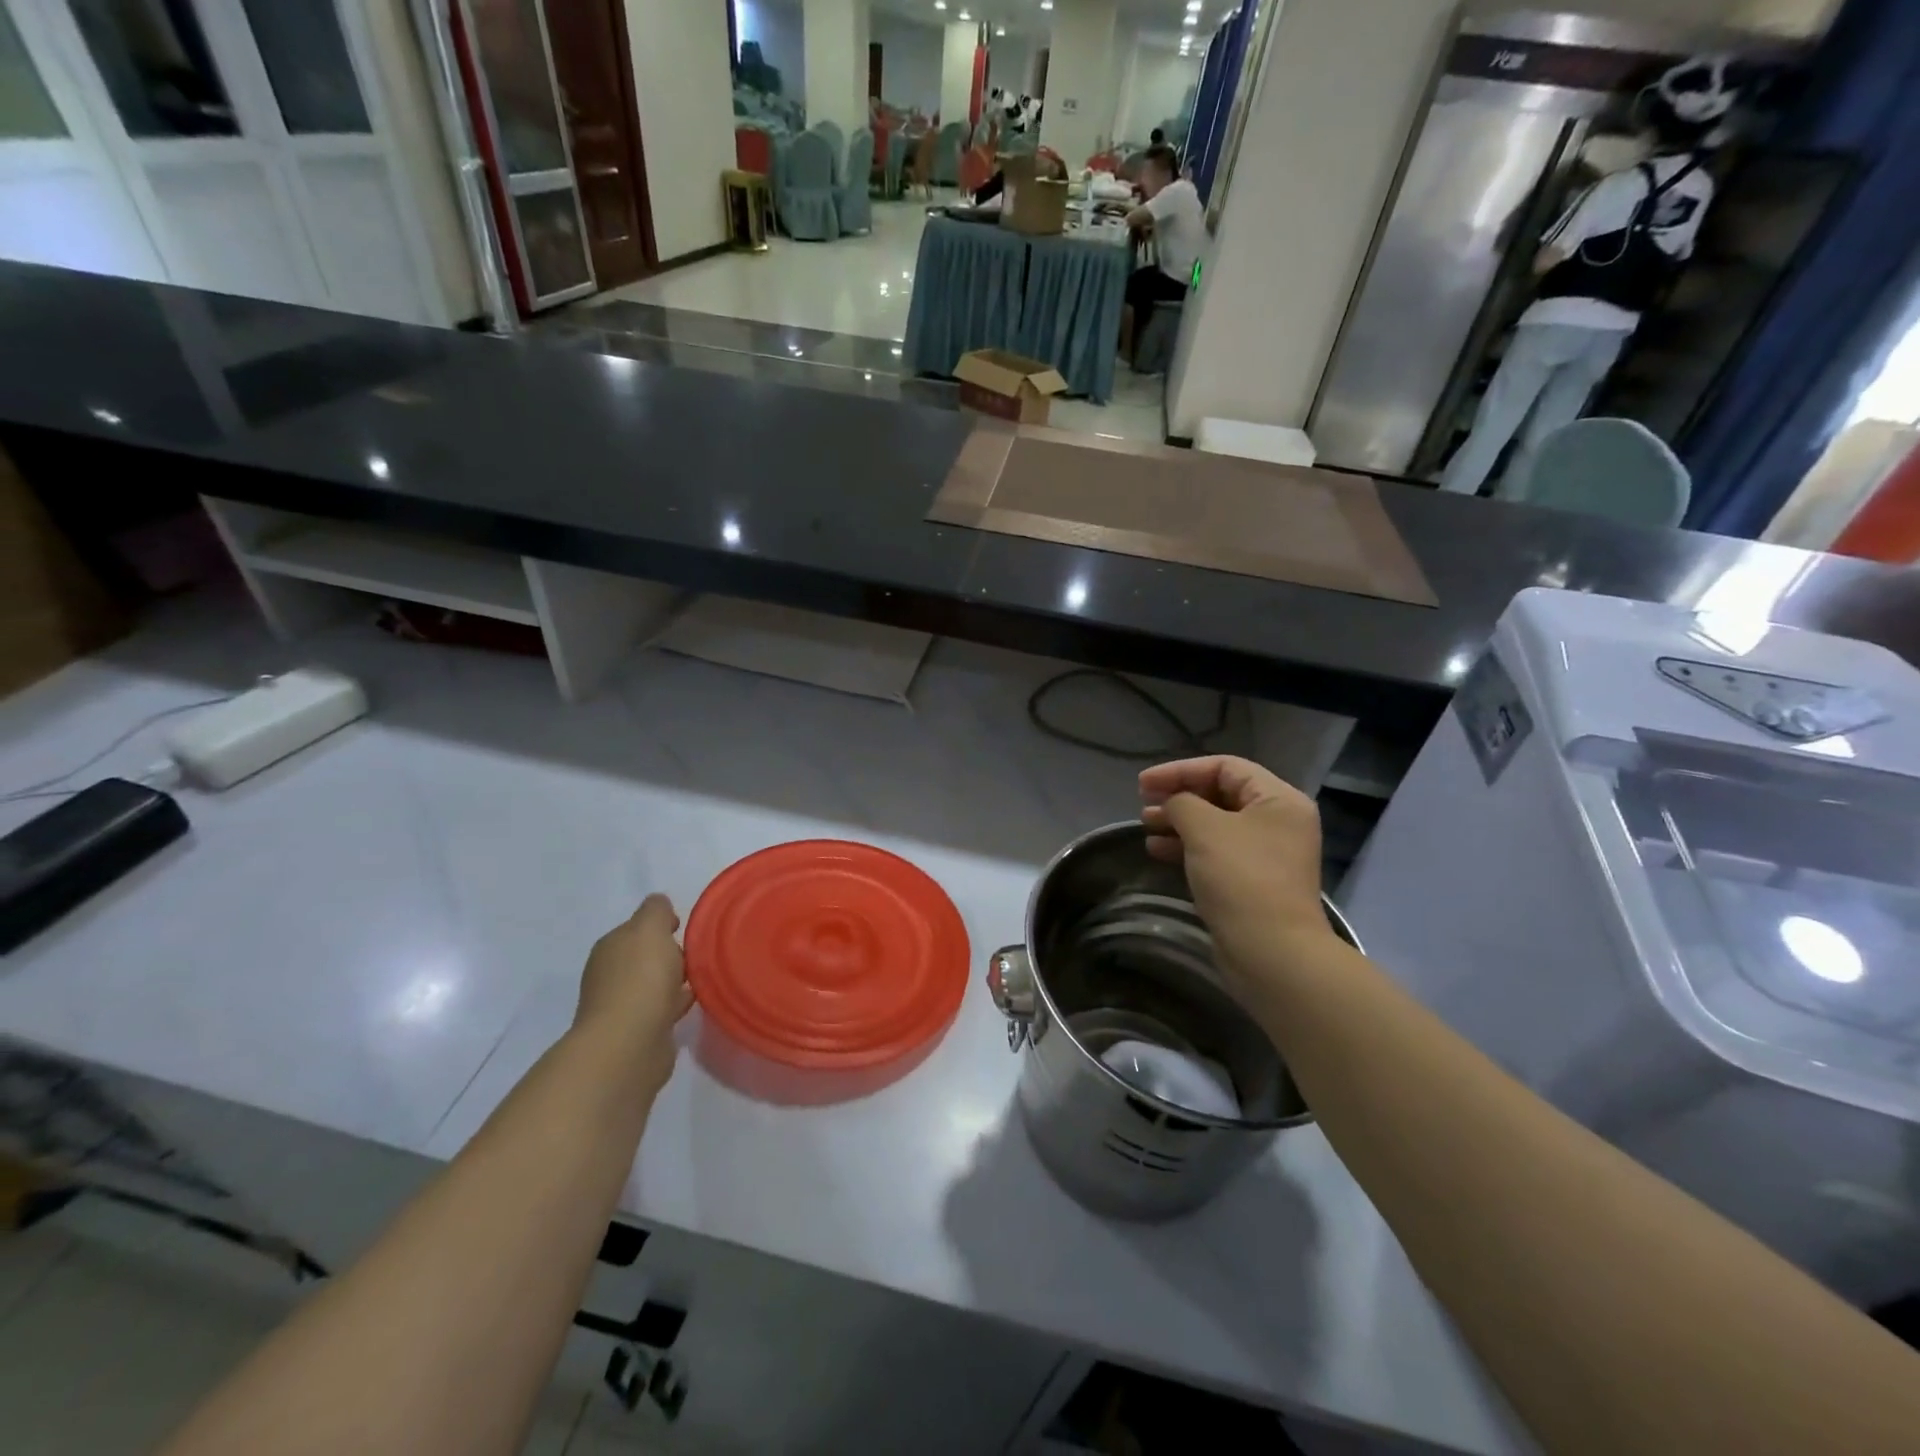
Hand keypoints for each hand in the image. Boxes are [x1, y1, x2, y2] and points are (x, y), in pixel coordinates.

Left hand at [574, 895, 692, 1096]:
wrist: (630, 1043)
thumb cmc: (641, 978)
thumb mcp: (650, 928)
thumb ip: (656, 910)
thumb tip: (659, 904)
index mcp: (610, 947)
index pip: (636, 929)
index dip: (660, 925)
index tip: (684, 928)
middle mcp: (610, 975)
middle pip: (644, 957)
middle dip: (668, 953)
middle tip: (698, 953)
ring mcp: (622, 1006)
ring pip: (654, 983)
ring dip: (674, 979)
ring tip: (702, 976)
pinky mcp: (638, 1033)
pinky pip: (662, 1008)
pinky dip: (676, 1002)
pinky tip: (695, 1001)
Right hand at [1139, 756, 1330, 956]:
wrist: (1271, 953)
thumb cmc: (1241, 879)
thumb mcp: (1205, 829)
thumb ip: (1182, 803)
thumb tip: (1173, 804)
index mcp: (1278, 799)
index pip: (1225, 767)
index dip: (1180, 770)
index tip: (1143, 784)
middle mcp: (1278, 822)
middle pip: (1220, 794)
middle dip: (1178, 796)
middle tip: (1143, 804)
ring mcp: (1266, 854)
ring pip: (1215, 824)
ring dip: (1178, 822)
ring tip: (1146, 827)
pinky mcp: (1252, 882)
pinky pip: (1215, 852)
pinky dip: (1186, 847)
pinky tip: (1157, 851)